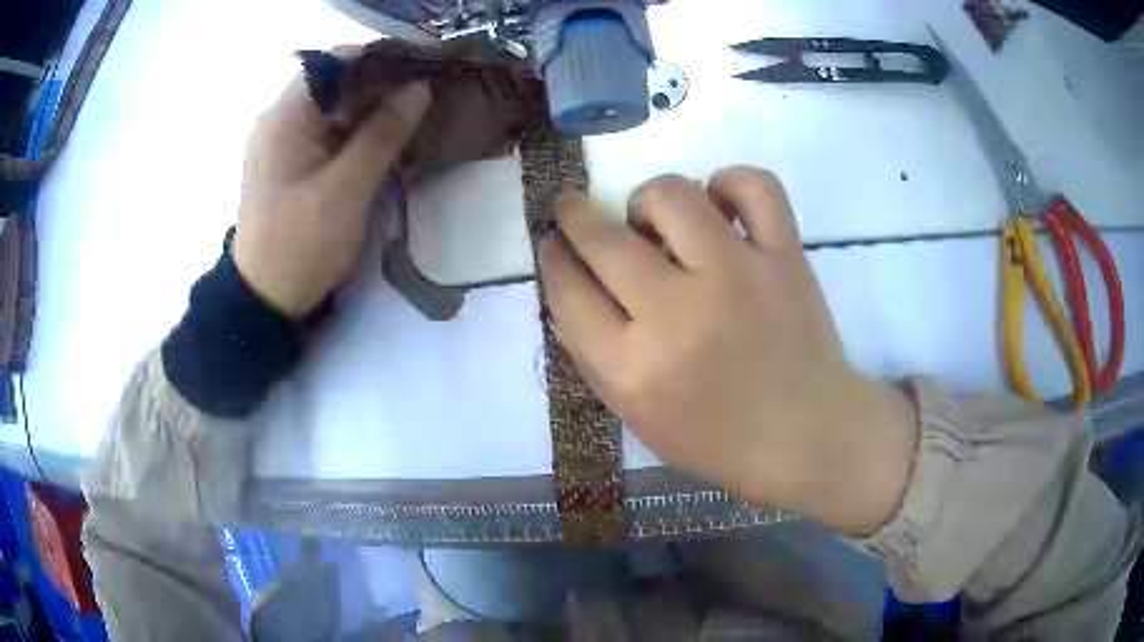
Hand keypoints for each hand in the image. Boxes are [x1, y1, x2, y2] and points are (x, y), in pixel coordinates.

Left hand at [233, 70, 430, 315]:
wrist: (266, 299)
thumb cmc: (300, 245)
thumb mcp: (345, 190)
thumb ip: (382, 134)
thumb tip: (420, 88)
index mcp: (285, 116)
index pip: (337, 61)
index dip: (382, 57)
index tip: (425, 66)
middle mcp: (281, 118)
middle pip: (338, 81)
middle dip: (384, 83)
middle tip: (429, 92)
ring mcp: (285, 139)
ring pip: (337, 106)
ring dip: (375, 107)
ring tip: (417, 112)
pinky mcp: (293, 160)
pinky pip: (331, 130)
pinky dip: (360, 130)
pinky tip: (388, 138)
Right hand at [539, 168, 917, 535]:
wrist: (809, 436)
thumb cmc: (720, 440)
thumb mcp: (638, 417)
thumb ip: (594, 356)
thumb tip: (570, 285)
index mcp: (635, 368)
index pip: (568, 293)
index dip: (552, 259)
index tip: (551, 241)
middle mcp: (679, 314)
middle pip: (604, 239)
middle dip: (575, 216)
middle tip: (576, 211)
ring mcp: (737, 276)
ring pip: (671, 195)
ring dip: (648, 199)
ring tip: (658, 221)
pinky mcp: (785, 257)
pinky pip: (754, 187)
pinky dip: (730, 183)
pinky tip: (720, 205)